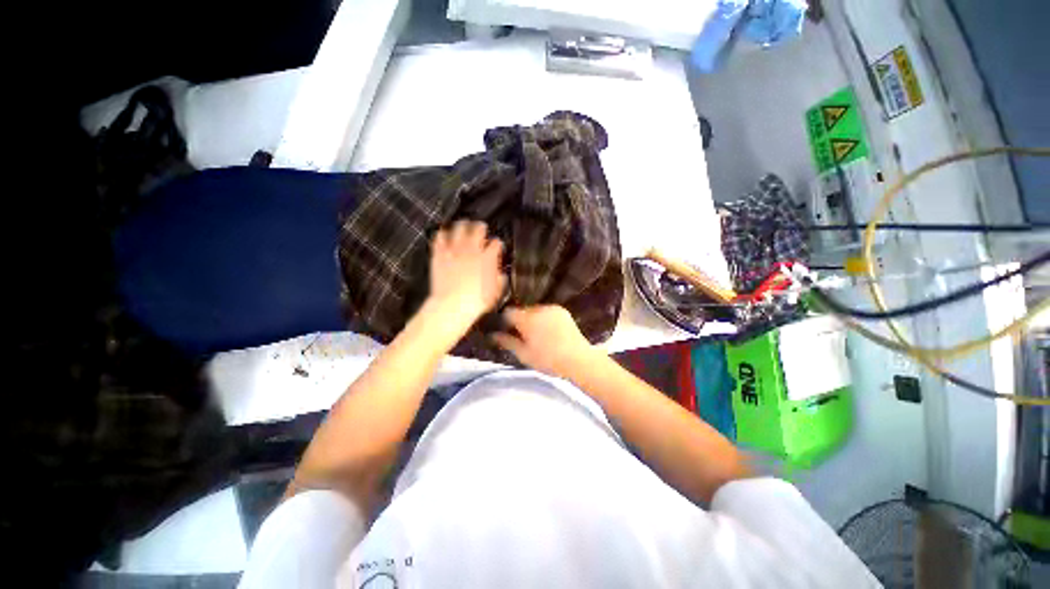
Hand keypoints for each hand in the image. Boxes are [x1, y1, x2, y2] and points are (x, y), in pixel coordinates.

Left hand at [426, 220, 506, 331]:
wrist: (452, 305)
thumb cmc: (476, 301)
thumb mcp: (495, 292)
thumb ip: (500, 279)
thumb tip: (501, 274)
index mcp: (488, 257)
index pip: (496, 243)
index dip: (497, 243)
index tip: (497, 246)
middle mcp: (472, 249)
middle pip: (478, 228)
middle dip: (481, 227)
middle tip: (481, 228)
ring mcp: (454, 250)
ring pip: (459, 227)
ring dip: (462, 226)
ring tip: (463, 226)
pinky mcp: (440, 253)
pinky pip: (439, 237)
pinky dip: (442, 234)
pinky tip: (443, 235)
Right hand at [492, 305, 602, 378]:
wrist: (577, 359)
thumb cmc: (548, 360)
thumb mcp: (524, 354)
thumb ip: (507, 342)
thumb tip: (492, 335)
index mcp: (526, 319)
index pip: (508, 312)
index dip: (505, 321)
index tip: (507, 331)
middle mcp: (538, 309)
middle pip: (522, 310)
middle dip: (520, 320)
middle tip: (523, 336)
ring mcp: (551, 308)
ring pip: (534, 310)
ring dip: (532, 319)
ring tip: (538, 335)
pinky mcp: (561, 310)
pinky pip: (546, 311)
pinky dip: (544, 318)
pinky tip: (549, 331)